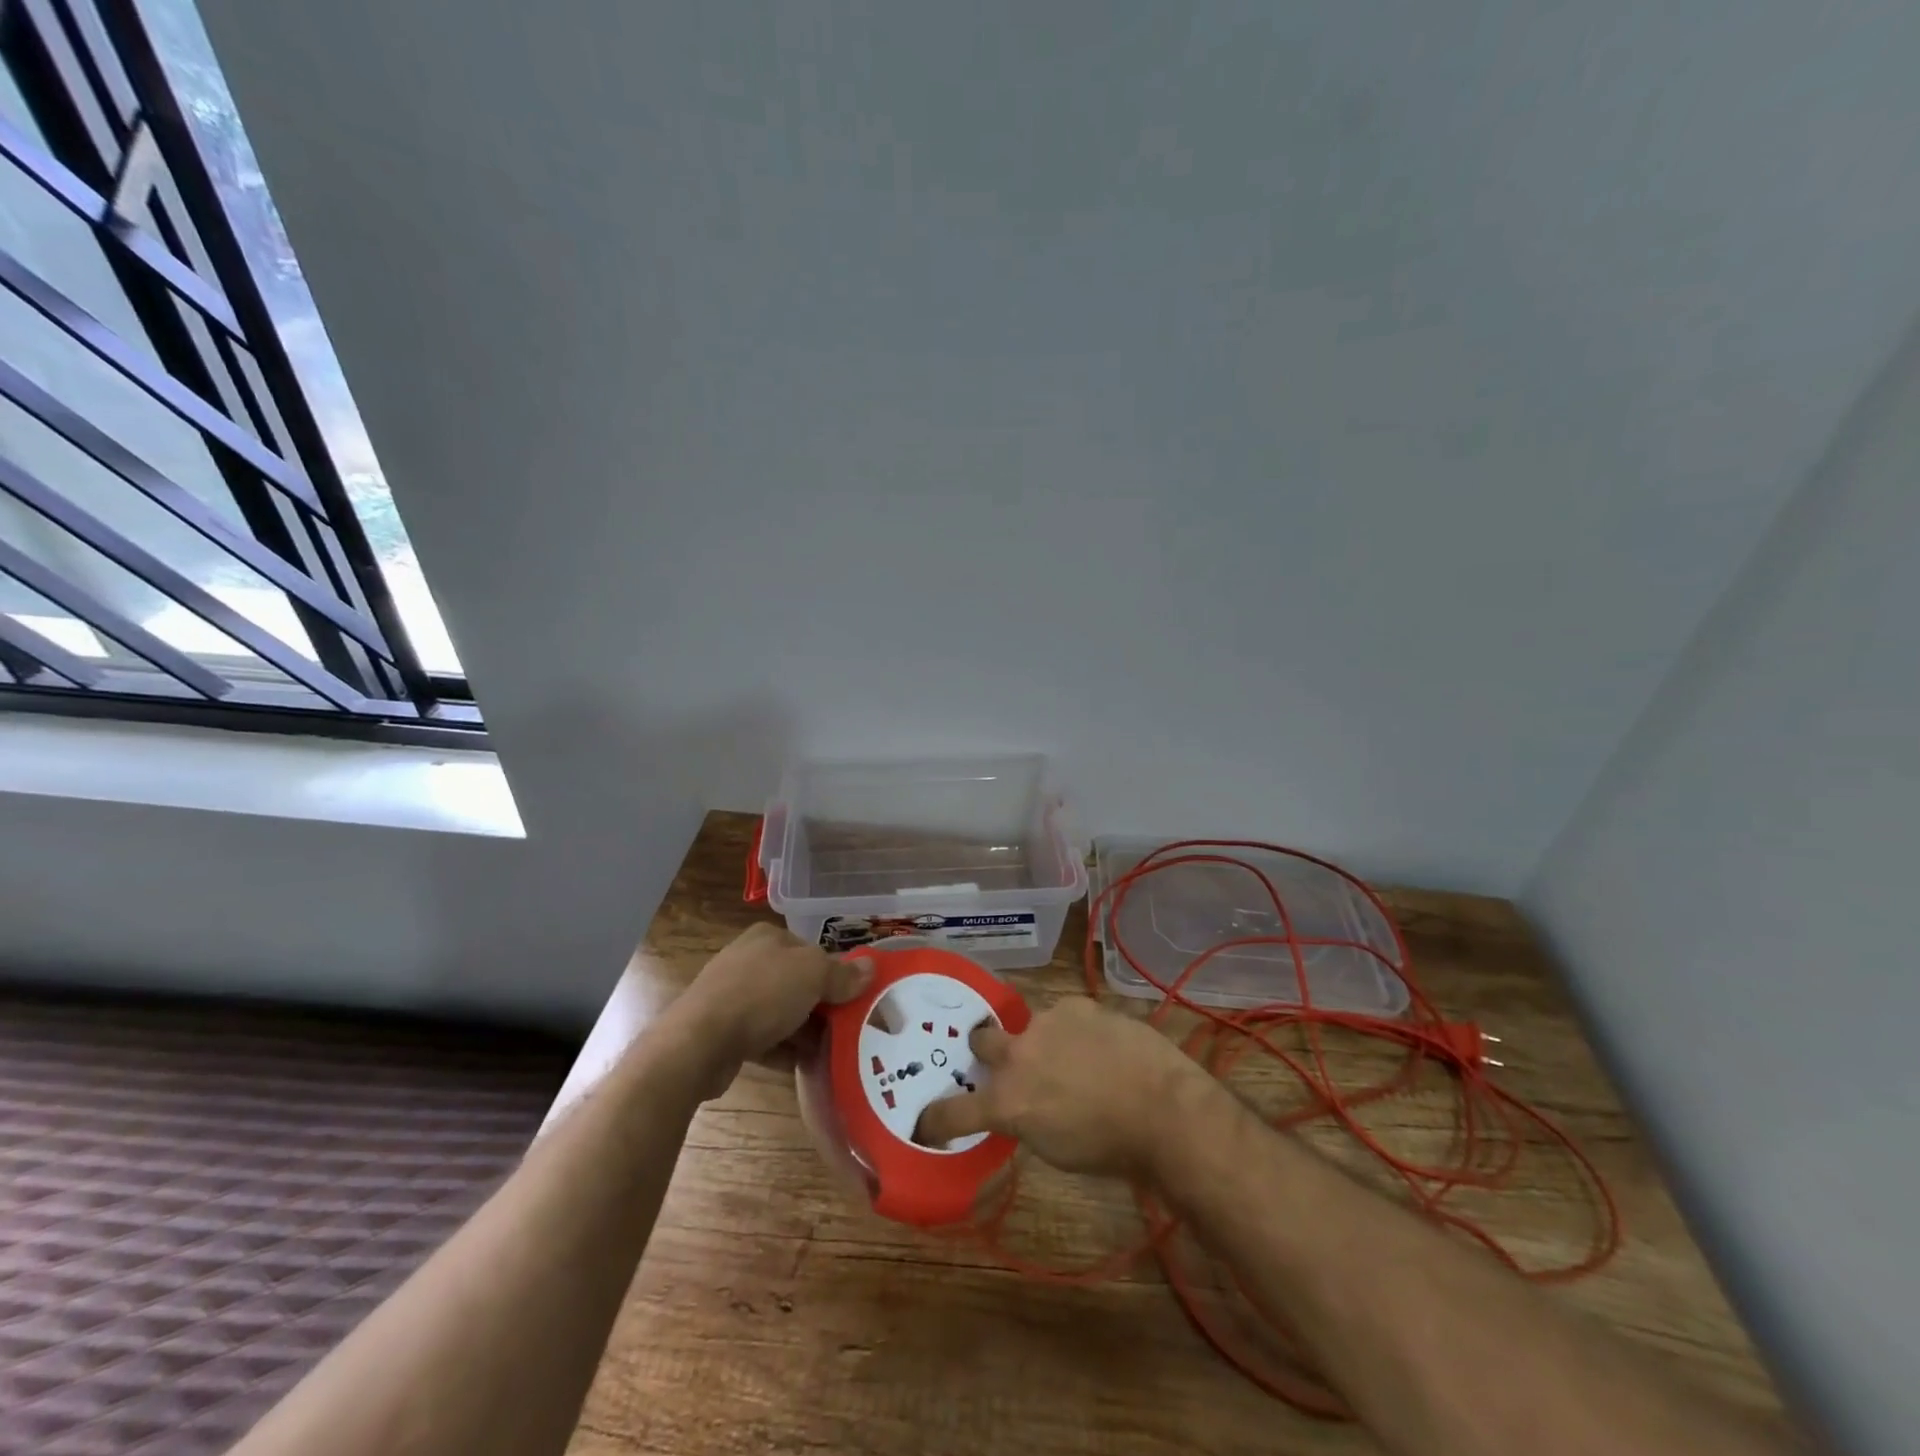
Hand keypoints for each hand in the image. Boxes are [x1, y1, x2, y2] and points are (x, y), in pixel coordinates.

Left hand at [672, 923, 872, 1087]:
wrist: (699, 1042)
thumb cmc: (761, 994)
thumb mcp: (813, 975)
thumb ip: (843, 973)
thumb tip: (870, 967)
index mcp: (768, 937)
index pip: (811, 950)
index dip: (835, 972)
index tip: (855, 998)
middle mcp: (749, 960)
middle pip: (797, 981)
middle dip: (822, 1005)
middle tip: (848, 1027)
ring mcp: (732, 996)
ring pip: (780, 1011)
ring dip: (805, 1030)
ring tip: (832, 1051)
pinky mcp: (722, 1031)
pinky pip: (763, 1038)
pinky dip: (784, 1049)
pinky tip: (805, 1066)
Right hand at [914, 998, 1215, 1179]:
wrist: (1164, 1110)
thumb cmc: (1112, 1149)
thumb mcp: (1055, 1149)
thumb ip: (1025, 1119)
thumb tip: (1021, 1105)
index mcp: (1007, 1103)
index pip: (954, 1112)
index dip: (935, 1119)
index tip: (923, 1122)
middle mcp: (1017, 1056)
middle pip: (980, 1040)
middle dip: (985, 1049)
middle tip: (1004, 1060)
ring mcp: (1046, 1023)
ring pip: (1027, 1024)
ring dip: (1039, 1040)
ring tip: (1072, 1055)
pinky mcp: (1076, 1004)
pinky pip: (1064, 1015)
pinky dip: (1072, 1029)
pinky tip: (1098, 1043)